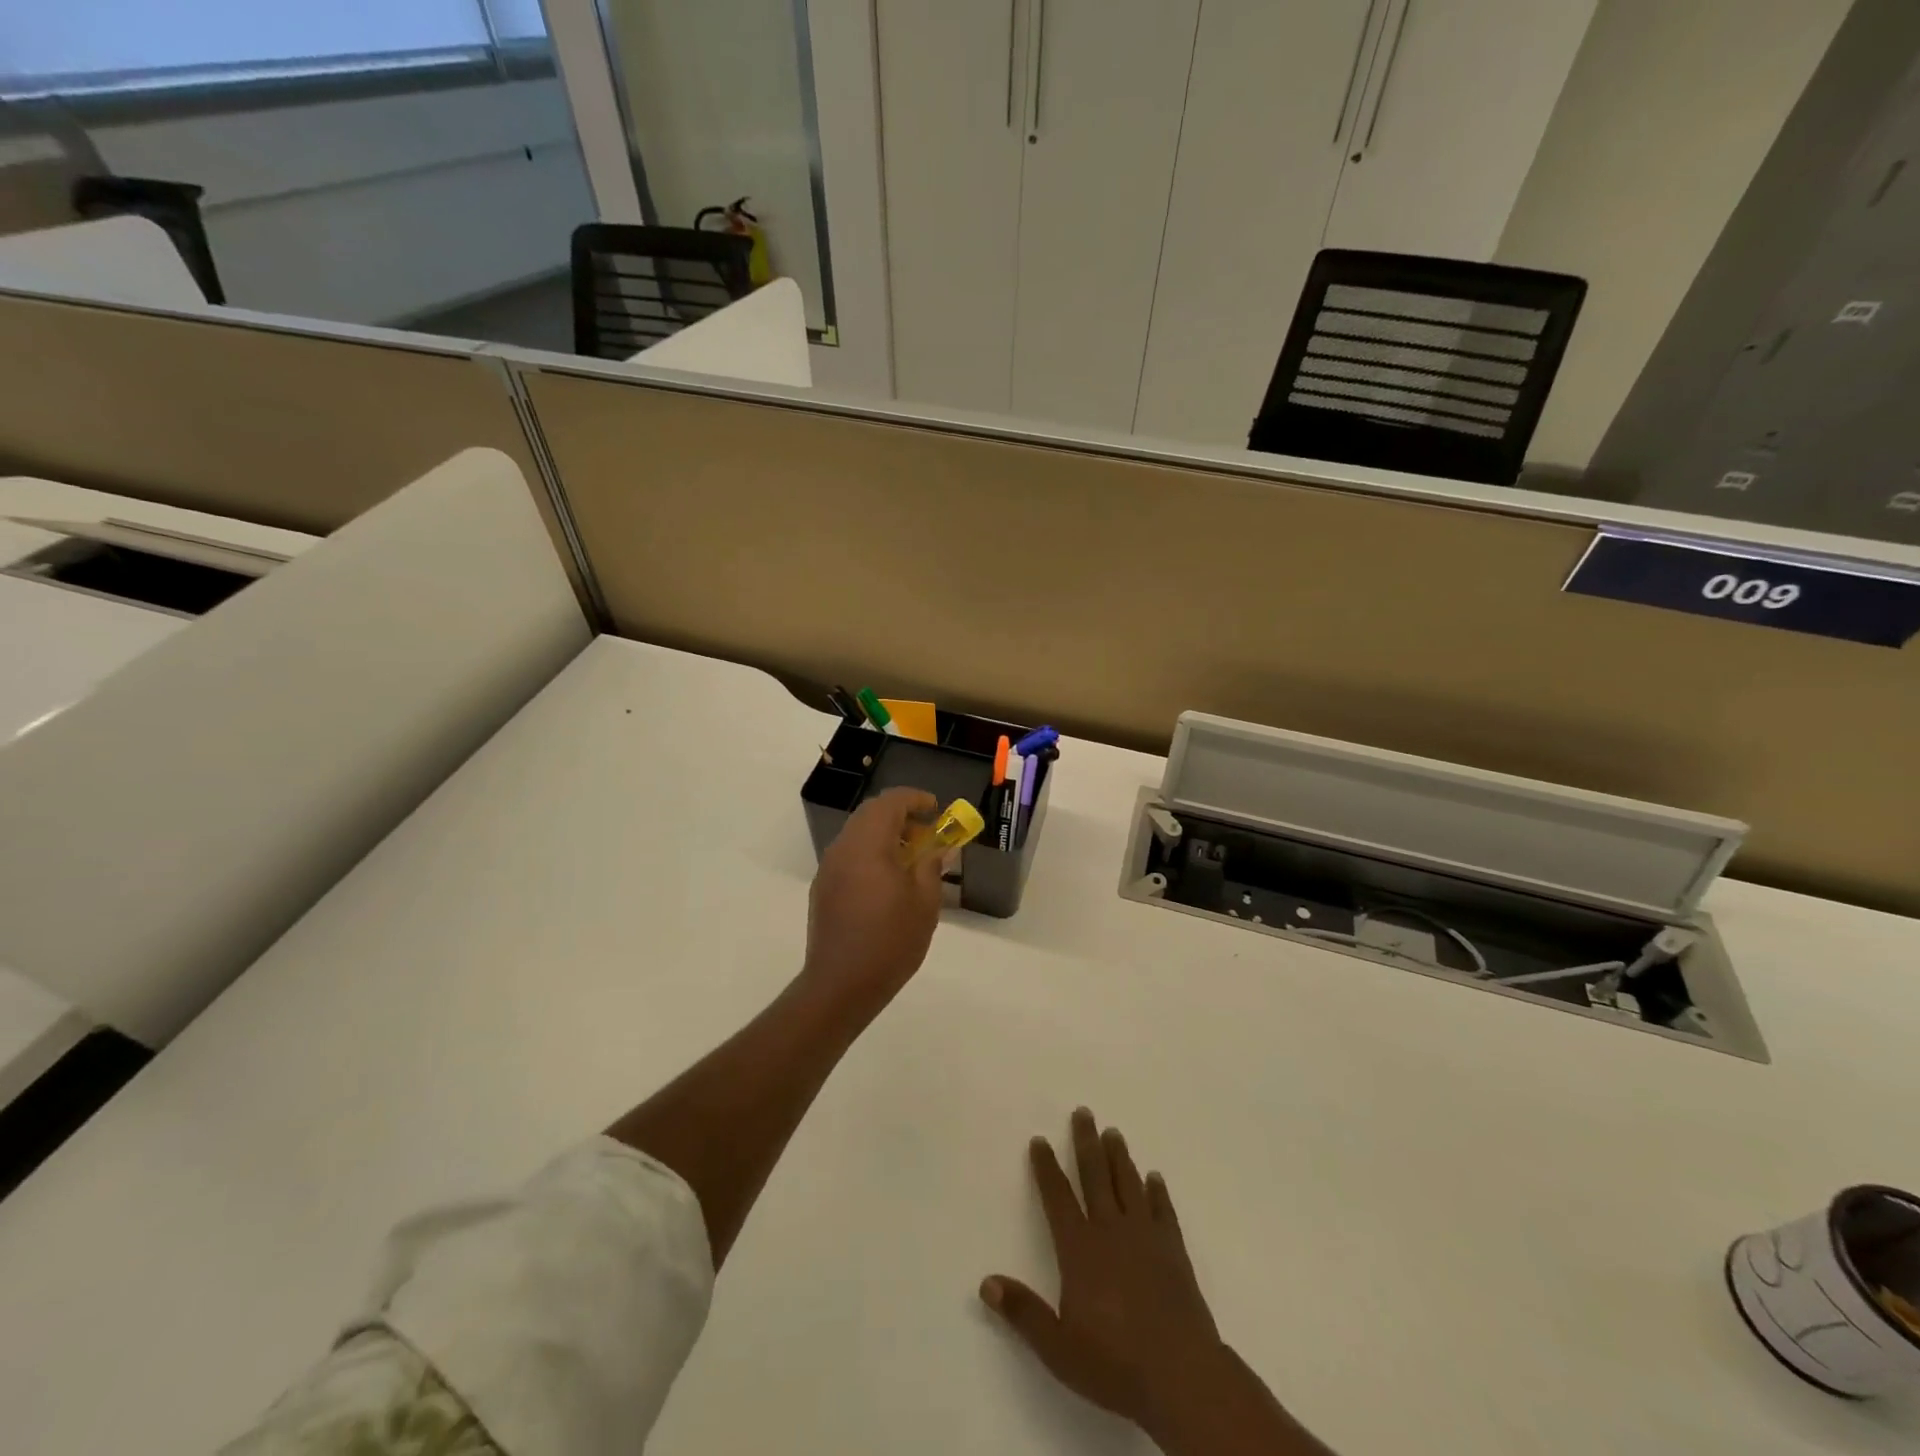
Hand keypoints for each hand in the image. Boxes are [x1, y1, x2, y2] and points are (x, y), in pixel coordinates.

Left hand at [801, 787, 945, 1017]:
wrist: (841, 984)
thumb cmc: (890, 941)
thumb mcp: (924, 903)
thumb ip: (932, 867)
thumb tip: (939, 849)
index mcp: (868, 845)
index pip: (890, 802)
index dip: (915, 799)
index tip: (936, 809)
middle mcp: (843, 848)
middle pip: (870, 814)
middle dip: (900, 815)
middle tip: (926, 831)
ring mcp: (828, 868)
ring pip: (857, 834)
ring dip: (884, 834)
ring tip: (911, 857)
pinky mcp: (823, 888)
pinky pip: (849, 855)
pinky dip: (870, 853)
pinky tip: (888, 880)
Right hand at [980, 1108, 1226, 1439]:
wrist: (1181, 1376)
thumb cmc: (1114, 1363)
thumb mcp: (1058, 1347)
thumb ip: (1023, 1313)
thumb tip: (986, 1282)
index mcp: (1080, 1250)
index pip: (1058, 1198)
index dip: (1047, 1168)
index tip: (1040, 1140)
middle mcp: (1111, 1231)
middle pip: (1095, 1176)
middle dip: (1086, 1143)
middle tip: (1083, 1112)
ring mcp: (1145, 1238)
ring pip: (1129, 1185)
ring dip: (1119, 1157)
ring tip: (1114, 1132)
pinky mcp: (1174, 1251)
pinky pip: (1163, 1211)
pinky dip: (1157, 1192)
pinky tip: (1154, 1177)